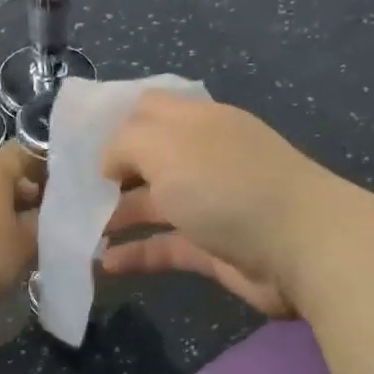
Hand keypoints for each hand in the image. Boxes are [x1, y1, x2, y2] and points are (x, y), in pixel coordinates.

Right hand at [99, 93, 343, 316]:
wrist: (301, 247)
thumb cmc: (227, 185)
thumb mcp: (165, 147)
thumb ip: (124, 144)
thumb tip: (109, 164)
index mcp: (196, 122)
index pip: (149, 109)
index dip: (114, 122)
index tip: (79, 145)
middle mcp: (203, 158)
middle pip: (148, 159)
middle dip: (111, 173)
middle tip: (71, 193)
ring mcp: (209, 204)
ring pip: (153, 204)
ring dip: (117, 216)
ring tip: (79, 233)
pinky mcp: (212, 248)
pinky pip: (164, 247)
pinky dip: (135, 254)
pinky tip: (104, 264)